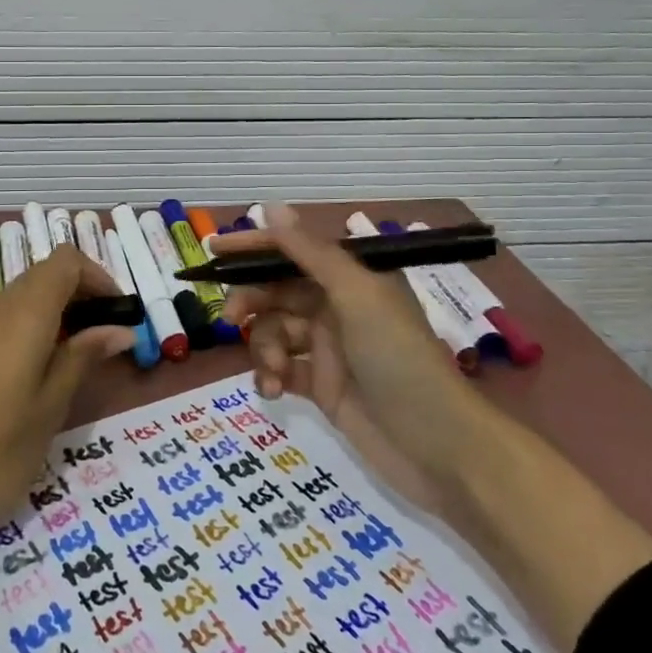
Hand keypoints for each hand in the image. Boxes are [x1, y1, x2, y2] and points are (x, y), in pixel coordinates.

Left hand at [0, 245, 132, 620]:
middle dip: (82, 296)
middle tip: (107, 340)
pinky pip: (4, 323)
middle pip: (44, 276)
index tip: (119, 314)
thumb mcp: (50, 407)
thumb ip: (83, 358)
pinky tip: (39, 376)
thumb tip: (119, 329)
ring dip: (57, 315)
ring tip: (79, 361)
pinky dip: (32, 331)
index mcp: (23, 313)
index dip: (98, 277)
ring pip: (24, 299)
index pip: (65, 260)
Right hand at [215, 204, 490, 511]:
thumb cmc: (399, 358)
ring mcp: (328, 349)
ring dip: (263, 347)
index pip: (292, 251)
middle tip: (231, 318)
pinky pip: (281, 369)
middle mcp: (337, 307)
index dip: (252, 247)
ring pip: (274, 332)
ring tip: (271, 371)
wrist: (439, 445)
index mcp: (350, 279)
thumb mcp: (356, 296)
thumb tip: (270, 207)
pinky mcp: (321, 387)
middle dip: (251, 302)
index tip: (212, 249)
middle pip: (277, 292)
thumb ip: (310, 253)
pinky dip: (270, 375)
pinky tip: (272, 390)